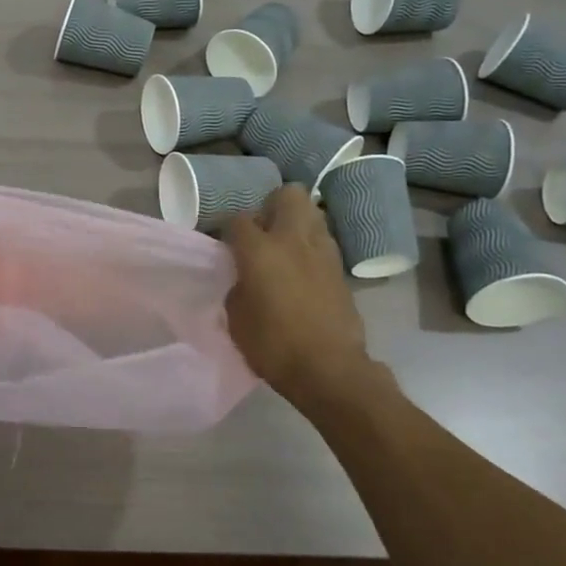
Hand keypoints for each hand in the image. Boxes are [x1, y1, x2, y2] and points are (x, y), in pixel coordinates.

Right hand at [224, 184, 377, 396]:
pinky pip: (324, 241)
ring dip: (297, 222)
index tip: (225, 246)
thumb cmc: (273, 346)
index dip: (228, 230)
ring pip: (313, 213)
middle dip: (273, 205)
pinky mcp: (340, 270)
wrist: (329, 370)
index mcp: (260, 250)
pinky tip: (303, 269)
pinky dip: (312, 247)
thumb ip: (237, 287)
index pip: (238, 220)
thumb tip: (244, 279)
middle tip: (262, 231)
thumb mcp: (236, 318)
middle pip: (288, 195)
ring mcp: (322, 252)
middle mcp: (293, 240)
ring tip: (285, 247)